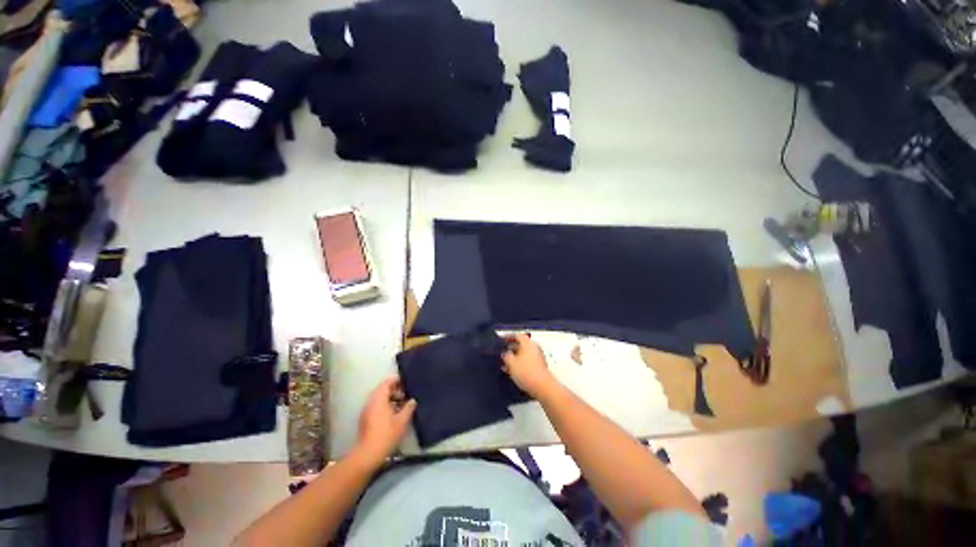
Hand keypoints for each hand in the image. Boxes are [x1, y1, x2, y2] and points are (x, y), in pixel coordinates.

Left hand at [353, 377, 416, 467]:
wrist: (368, 454)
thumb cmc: (386, 434)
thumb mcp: (402, 420)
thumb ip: (409, 407)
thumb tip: (412, 400)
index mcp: (379, 398)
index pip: (387, 382)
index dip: (397, 380)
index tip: (407, 382)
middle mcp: (371, 401)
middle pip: (382, 390)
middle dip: (395, 390)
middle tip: (407, 394)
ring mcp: (366, 411)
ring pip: (379, 399)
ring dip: (390, 399)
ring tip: (402, 404)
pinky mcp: (365, 419)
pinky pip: (376, 406)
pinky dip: (385, 406)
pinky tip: (394, 414)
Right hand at [502, 333, 557, 397]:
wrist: (542, 387)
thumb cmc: (527, 372)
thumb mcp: (511, 362)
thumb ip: (506, 355)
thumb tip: (505, 353)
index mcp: (527, 343)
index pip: (517, 335)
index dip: (508, 337)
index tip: (502, 339)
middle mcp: (534, 347)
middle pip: (521, 344)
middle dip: (511, 348)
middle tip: (503, 351)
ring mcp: (538, 357)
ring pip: (524, 353)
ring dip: (515, 357)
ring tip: (506, 363)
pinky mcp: (540, 366)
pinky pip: (527, 361)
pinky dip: (520, 363)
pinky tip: (514, 371)